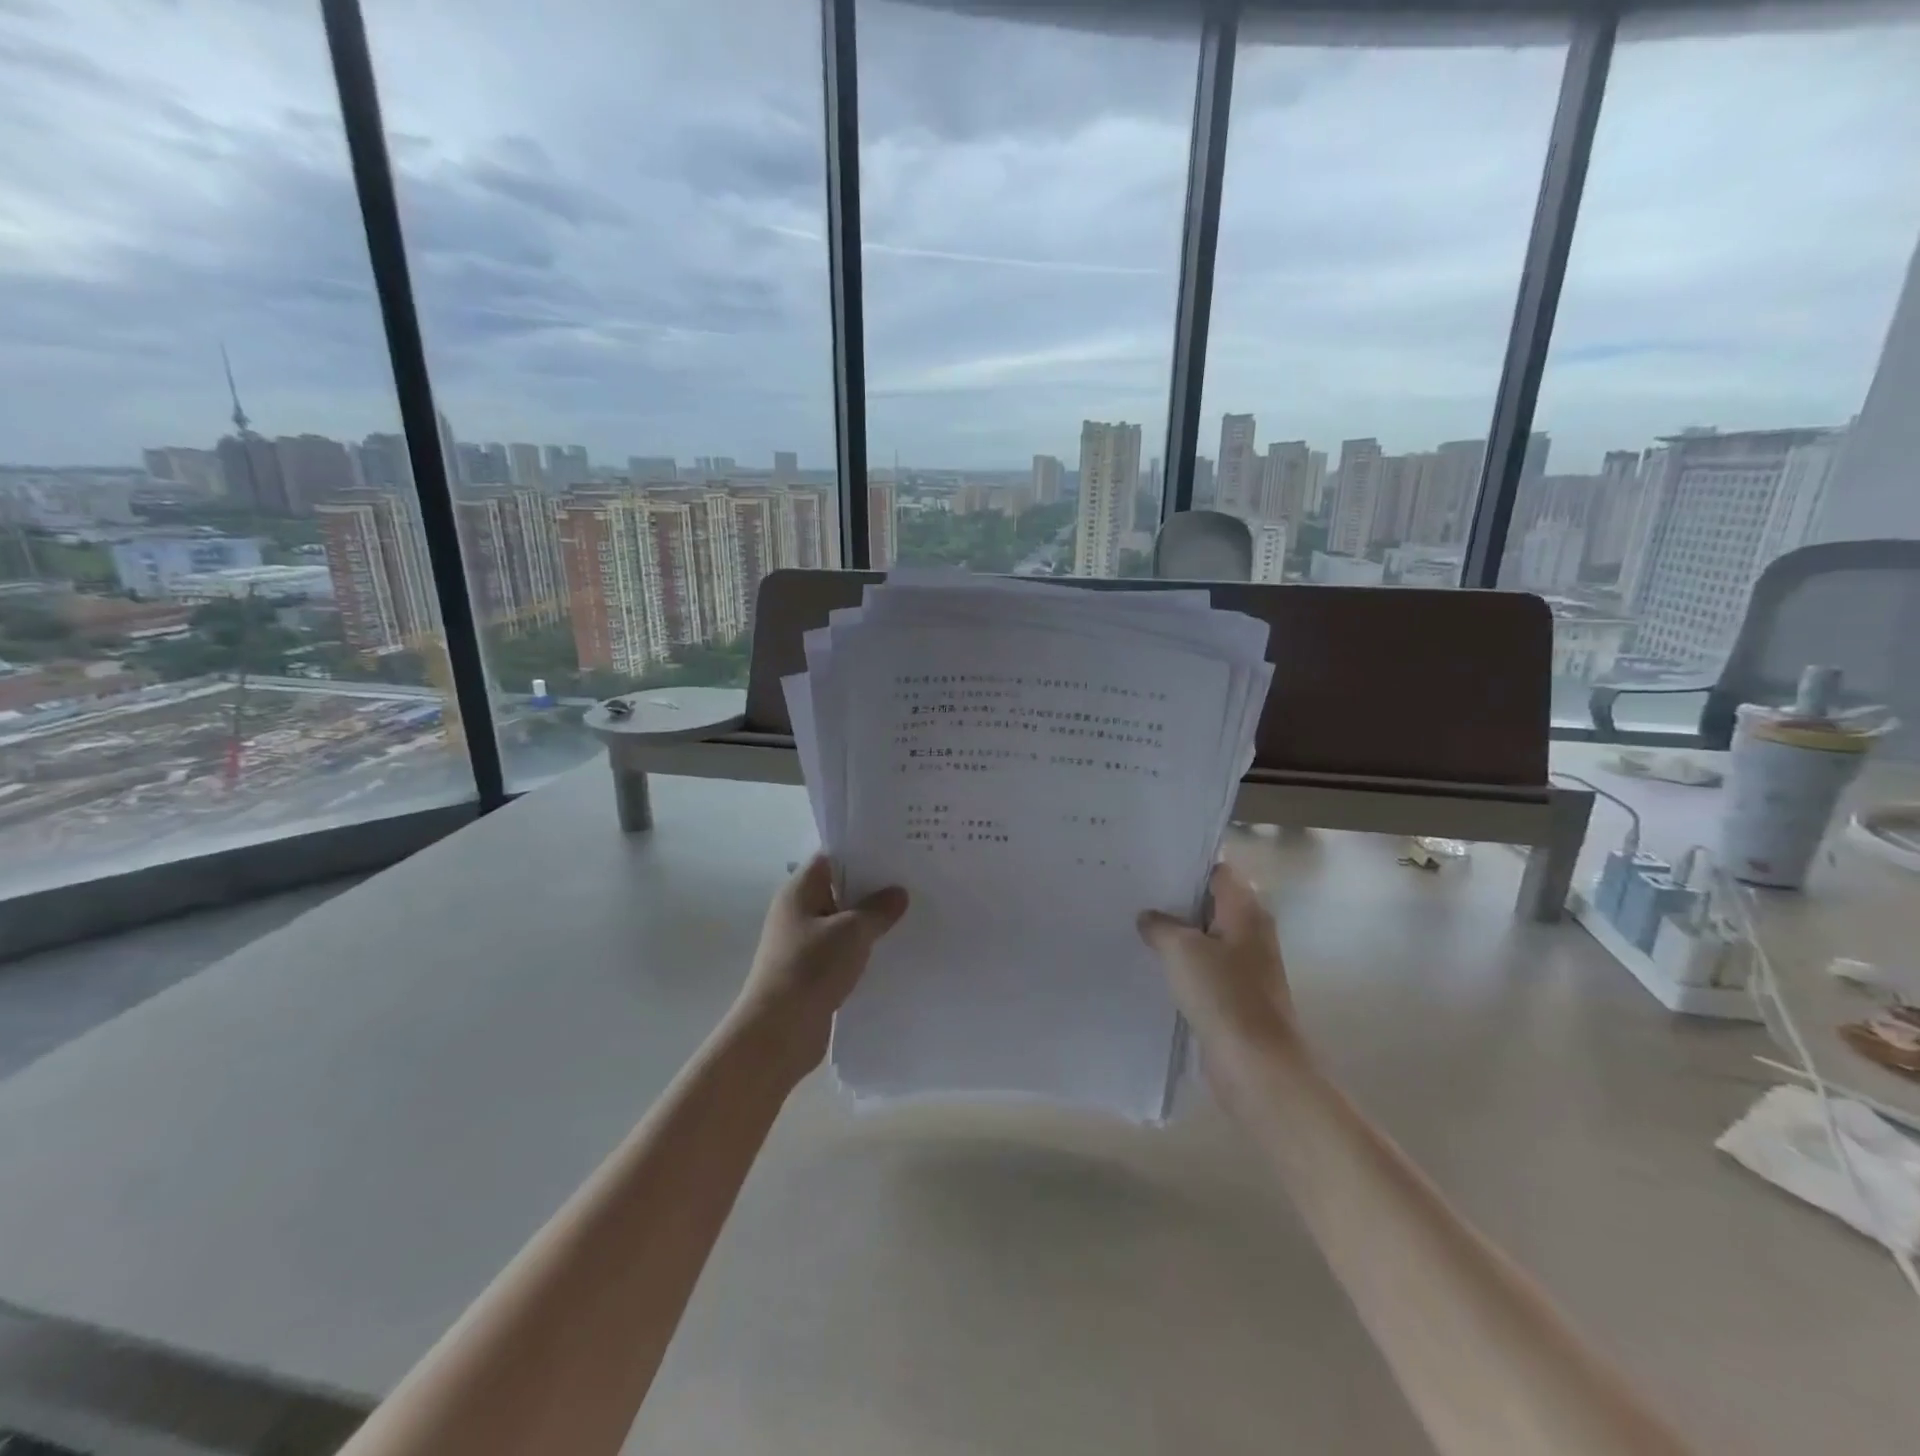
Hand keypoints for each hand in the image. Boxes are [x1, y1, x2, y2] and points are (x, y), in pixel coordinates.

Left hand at [729, 853, 907, 1082]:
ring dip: (870, 922)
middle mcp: (798, 912)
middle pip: (839, 889)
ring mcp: (804, 944)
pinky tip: (892, 951)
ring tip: (911, 915)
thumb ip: (878, 909)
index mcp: (799, 891)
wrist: (779, 1032)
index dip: (862, 853)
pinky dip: (863, 950)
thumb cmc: (811, 968)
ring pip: (843, 923)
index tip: (897, 852)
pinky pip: (843, 951)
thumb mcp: (852, 932)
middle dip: (873, 888)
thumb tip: (898, 893)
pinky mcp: (812, 972)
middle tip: (913, 882)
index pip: (832, 858)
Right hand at [1138, 863, 1296, 1056]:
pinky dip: (1182, 963)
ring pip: (1205, 936)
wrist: (1256, 1065)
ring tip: (1135, 924)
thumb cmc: (1223, 995)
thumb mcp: (1181, 950)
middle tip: (1135, 892)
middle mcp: (1251, 932)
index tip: (1152, 862)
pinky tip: (1152, 964)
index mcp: (1246, 911)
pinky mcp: (1235, 994)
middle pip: (1211, 903)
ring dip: (1177, 933)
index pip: (1218, 870)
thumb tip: (1149, 917)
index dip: (1187, 864)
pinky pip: (1205, 967)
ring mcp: (1245, 965)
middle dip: (1176, 899)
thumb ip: (1160, 925)